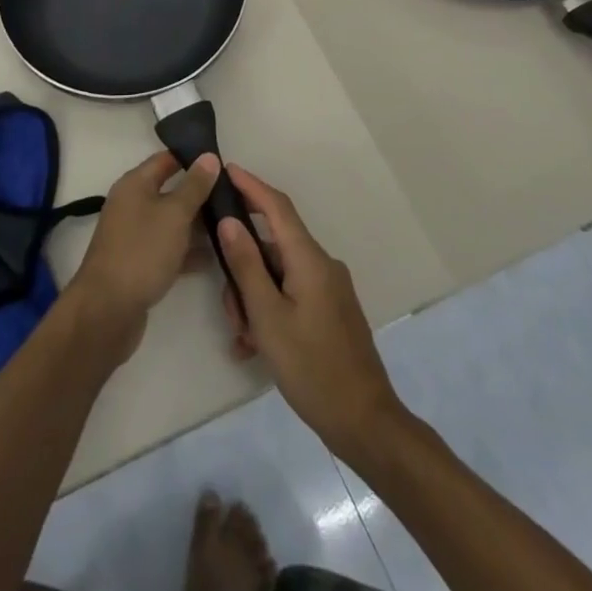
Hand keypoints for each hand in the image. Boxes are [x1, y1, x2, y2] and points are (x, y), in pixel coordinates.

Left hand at [66, 150, 220, 365]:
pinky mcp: (140, 263)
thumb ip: (195, 186)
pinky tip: (216, 257)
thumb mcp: (175, 214)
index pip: (166, 159)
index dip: (193, 157)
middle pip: (170, 191)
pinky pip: (169, 248)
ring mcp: (135, 236)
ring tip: (232, 226)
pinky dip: (188, 251)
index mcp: (134, 184)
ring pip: (172, 222)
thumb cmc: (142, 251)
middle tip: (235, 196)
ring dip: (198, 225)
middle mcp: (132, 205)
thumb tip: (209, 157)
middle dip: (201, 194)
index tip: (223, 161)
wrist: (107, 311)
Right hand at [217, 164, 405, 459]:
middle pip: (273, 246)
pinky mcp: (331, 310)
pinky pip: (292, 294)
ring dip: (254, 297)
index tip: (227, 169)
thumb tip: (229, 221)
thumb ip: (247, 266)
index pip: (277, 207)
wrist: (364, 421)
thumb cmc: (312, 367)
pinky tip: (254, 346)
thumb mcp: (268, 318)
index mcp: (310, 259)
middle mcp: (322, 265)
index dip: (252, 186)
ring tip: (242, 337)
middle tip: (228, 306)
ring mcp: (329, 288)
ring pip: (279, 274)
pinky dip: (270, 310)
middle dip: (244, 267)